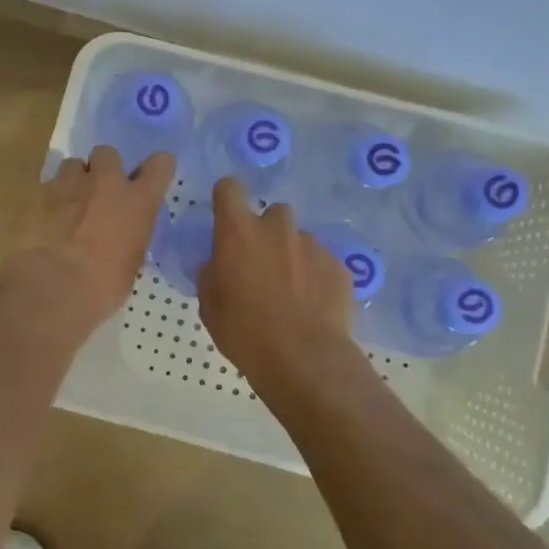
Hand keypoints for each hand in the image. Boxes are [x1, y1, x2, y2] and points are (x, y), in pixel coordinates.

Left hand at [8, 146, 174, 334]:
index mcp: (137, 202)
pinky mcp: (39, 192)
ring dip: (75, 180)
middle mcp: (106, 182)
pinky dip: (51, 198)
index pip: (160, 165)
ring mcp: (70, 183)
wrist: (52, 286)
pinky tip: (47, 219)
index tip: (150, 177)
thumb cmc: (102, 286)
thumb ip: (130, 237)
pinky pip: (49, 185)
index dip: (156, 168)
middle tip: (99, 192)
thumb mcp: (130, 263)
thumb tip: (123, 237)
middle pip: (108, 153)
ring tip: (69, 204)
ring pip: (74, 164)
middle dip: (104, 168)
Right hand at [196, 178, 357, 392]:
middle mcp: (277, 228)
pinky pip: (322, 262)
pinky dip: (315, 276)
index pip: (229, 189)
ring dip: (292, 255)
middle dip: (266, 231)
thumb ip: (211, 274)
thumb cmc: (244, 331)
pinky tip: (312, 304)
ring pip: (299, 239)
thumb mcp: (209, 305)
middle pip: (272, 213)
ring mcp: (312, 245)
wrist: (303, 358)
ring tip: (291, 289)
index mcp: (238, 232)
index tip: (224, 216)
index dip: (225, 198)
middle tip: (261, 263)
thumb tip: (217, 263)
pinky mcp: (338, 266)